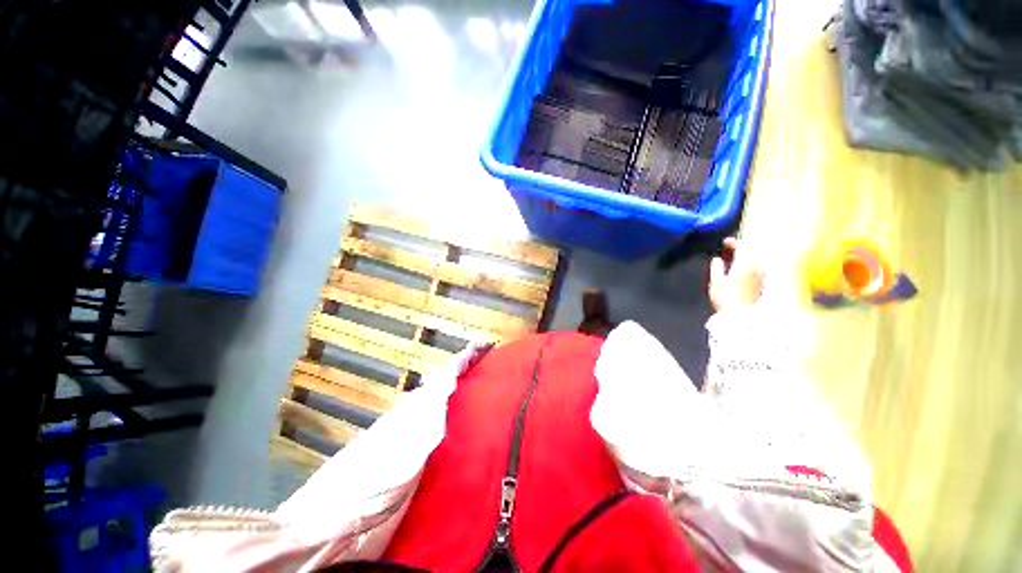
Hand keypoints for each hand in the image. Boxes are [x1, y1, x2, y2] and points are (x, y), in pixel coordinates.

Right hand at [709, 238, 763, 311]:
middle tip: (732, 252)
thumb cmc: (727, 301)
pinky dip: (754, 269)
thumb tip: (717, 259)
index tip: (726, 243)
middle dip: (743, 251)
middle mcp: (759, 268)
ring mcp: (765, 277)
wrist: (746, 319)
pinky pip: (761, 271)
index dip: (733, 243)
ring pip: (759, 262)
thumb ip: (716, 268)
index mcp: (745, 264)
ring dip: (749, 260)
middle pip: (754, 253)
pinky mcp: (768, 286)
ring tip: (738, 263)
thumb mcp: (716, 284)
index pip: (742, 246)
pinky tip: (746, 275)